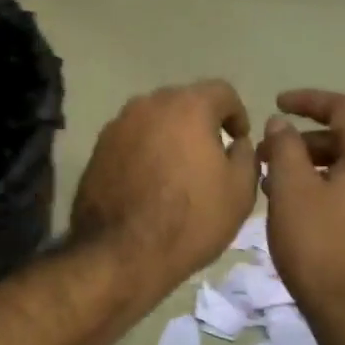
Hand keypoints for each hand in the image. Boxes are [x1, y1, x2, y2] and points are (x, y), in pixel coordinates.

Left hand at [72, 81, 259, 297]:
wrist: (122, 253)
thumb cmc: (191, 220)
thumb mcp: (240, 191)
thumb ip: (246, 155)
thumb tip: (235, 143)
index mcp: (188, 106)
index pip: (222, 91)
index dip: (237, 114)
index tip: (238, 141)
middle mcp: (149, 105)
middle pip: (184, 102)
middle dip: (201, 123)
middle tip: (210, 156)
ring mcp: (118, 125)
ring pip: (154, 120)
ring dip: (170, 136)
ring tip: (178, 171)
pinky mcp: (98, 149)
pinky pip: (131, 140)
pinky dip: (145, 152)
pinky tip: (150, 183)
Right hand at [260, 89, 344, 333]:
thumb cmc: (323, 250)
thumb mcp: (292, 193)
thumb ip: (284, 149)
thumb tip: (282, 124)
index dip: (308, 101)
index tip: (276, 103)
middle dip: (307, 141)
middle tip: (270, 154)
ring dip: (319, 168)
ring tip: (280, 185)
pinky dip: (335, 190)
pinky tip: (306, 211)